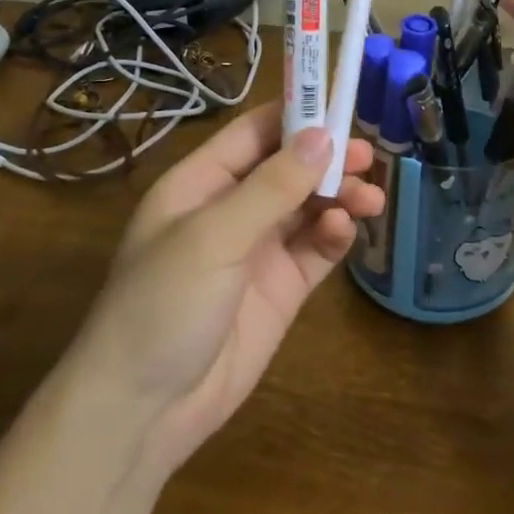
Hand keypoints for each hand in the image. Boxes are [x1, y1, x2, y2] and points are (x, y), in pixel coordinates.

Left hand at [68, 103, 384, 475]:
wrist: (144, 409)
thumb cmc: (164, 303)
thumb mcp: (214, 236)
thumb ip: (272, 187)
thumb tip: (322, 135)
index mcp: (200, 184)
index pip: (252, 134)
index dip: (294, 115)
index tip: (341, 103)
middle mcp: (230, 210)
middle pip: (287, 168)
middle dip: (326, 158)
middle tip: (368, 155)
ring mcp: (256, 250)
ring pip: (307, 206)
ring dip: (338, 196)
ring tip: (369, 196)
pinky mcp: (280, 289)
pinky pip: (314, 249)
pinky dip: (333, 234)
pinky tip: (345, 230)